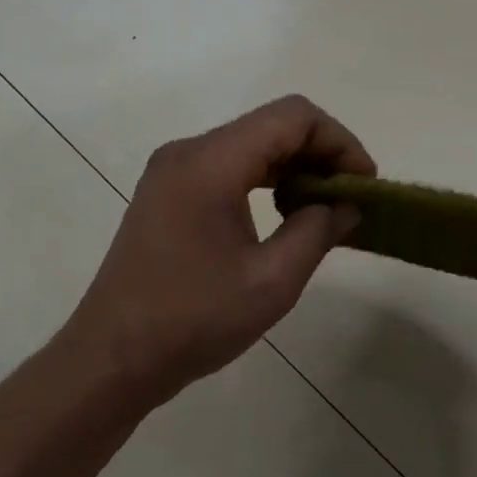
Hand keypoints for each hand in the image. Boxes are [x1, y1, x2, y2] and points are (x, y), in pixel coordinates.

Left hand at [65, 96, 372, 412]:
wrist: (112, 359)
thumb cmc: (193, 321)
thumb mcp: (272, 281)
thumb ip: (318, 232)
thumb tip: (348, 205)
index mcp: (211, 163)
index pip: (293, 117)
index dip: (339, 141)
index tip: (364, 183)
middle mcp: (188, 153)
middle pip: (271, 125)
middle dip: (320, 153)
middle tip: (351, 198)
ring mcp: (172, 172)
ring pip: (250, 145)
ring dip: (294, 167)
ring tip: (324, 209)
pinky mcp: (167, 195)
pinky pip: (228, 167)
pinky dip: (265, 180)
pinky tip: (283, 215)